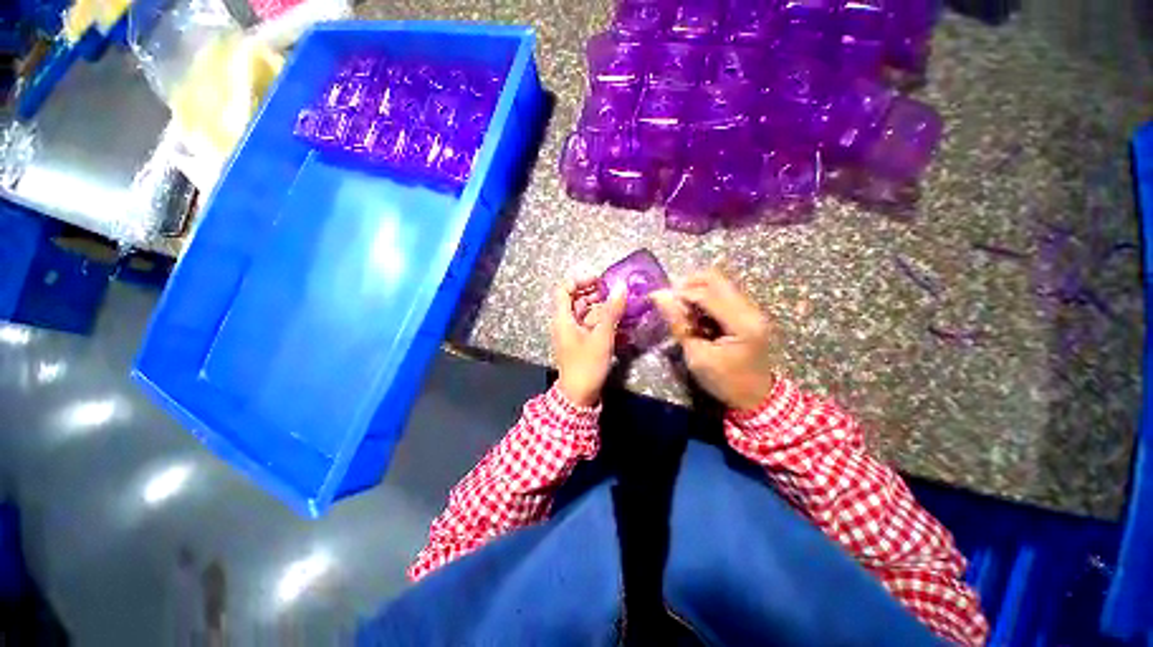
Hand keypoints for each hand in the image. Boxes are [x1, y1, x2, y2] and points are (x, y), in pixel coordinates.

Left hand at [552, 277, 627, 406]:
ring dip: (598, 305)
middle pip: (574, 299)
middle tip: (613, 291)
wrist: (578, 395)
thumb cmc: (587, 364)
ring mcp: (571, 333)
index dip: (580, 281)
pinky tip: (615, 320)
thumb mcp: (601, 337)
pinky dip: (599, 319)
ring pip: (582, 312)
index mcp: (562, 318)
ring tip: (617, 304)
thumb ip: (611, 311)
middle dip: (593, 292)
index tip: (599, 281)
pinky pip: (587, 324)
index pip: (564, 289)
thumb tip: (621, 287)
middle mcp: (564, 323)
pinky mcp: (578, 342)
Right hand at [651, 269, 778, 411]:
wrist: (757, 397)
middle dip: (688, 284)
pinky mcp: (749, 312)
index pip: (708, 294)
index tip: (659, 297)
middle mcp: (751, 309)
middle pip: (717, 279)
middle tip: (670, 298)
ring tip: (681, 307)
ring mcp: (752, 309)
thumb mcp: (697, 356)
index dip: (681, 292)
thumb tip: (659, 297)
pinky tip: (695, 312)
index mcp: (742, 323)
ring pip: (720, 283)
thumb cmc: (724, 381)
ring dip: (696, 289)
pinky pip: (723, 293)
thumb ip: (679, 324)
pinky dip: (705, 297)